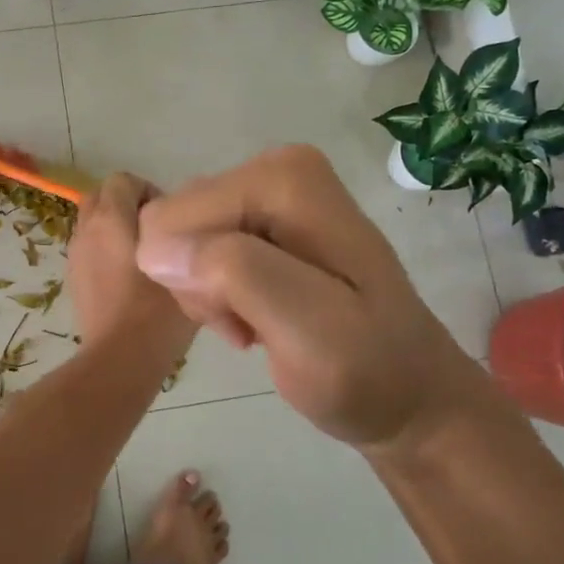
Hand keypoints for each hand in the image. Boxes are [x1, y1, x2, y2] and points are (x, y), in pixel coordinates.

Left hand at [68, 173, 197, 356]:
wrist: (120, 360)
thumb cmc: (158, 313)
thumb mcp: (189, 271)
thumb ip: (189, 242)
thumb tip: (190, 233)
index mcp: (112, 219)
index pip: (122, 180)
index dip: (147, 190)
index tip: (169, 218)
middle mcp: (87, 230)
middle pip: (101, 197)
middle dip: (126, 205)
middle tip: (155, 232)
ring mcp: (75, 255)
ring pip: (92, 224)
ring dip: (114, 229)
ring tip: (144, 257)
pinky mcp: (73, 279)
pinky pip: (88, 249)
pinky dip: (105, 252)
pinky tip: (129, 280)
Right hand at [134, 145, 487, 451]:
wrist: (410, 395)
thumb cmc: (366, 371)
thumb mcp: (309, 331)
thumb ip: (235, 275)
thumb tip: (153, 247)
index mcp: (283, 177)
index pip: (174, 218)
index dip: (194, 280)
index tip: (244, 322)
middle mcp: (273, 168)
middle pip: (174, 223)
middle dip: (200, 284)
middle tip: (251, 324)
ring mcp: (268, 192)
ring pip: (180, 240)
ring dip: (210, 295)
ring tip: (260, 325)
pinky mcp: (264, 218)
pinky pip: (198, 249)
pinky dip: (218, 294)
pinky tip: (259, 317)